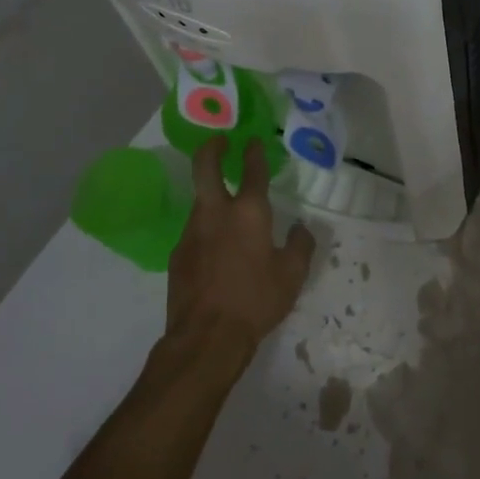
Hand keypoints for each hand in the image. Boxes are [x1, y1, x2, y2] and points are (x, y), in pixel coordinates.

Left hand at [166, 138, 314, 366]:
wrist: (206, 337)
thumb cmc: (256, 300)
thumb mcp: (292, 275)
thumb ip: (300, 245)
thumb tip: (301, 229)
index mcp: (249, 213)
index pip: (253, 171)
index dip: (254, 153)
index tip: (253, 141)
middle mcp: (216, 214)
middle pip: (205, 168)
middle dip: (212, 149)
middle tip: (220, 142)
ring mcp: (192, 233)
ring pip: (200, 202)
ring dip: (212, 195)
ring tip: (227, 208)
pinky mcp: (178, 255)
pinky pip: (195, 232)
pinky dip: (207, 229)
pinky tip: (217, 249)